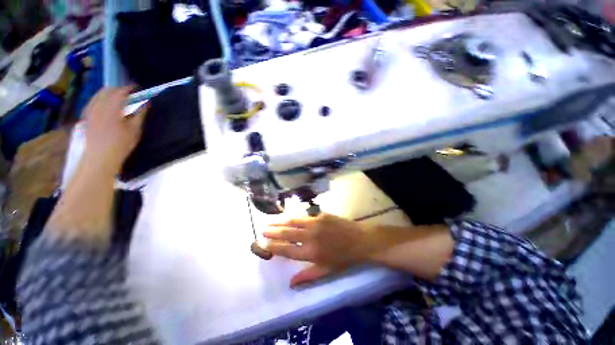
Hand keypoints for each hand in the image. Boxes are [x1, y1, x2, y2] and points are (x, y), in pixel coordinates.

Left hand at [82, 87, 147, 173]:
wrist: (100, 157)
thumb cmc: (121, 144)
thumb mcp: (135, 130)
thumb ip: (140, 114)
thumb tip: (145, 103)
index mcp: (112, 108)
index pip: (120, 92)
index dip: (129, 88)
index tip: (136, 88)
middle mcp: (99, 106)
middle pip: (107, 91)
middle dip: (118, 89)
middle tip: (128, 94)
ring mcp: (90, 111)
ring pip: (98, 95)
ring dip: (108, 94)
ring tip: (117, 98)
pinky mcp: (86, 116)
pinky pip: (92, 102)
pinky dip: (100, 100)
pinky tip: (105, 105)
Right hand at [264, 214, 371, 286]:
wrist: (360, 240)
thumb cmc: (344, 258)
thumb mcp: (327, 271)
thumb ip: (308, 276)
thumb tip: (290, 284)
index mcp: (311, 253)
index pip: (287, 250)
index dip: (274, 247)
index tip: (264, 244)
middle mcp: (310, 236)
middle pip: (287, 234)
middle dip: (273, 232)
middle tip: (263, 230)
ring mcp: (315, 223)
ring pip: (293, 221)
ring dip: (280, 221)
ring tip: (270, 221)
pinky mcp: (321, 215)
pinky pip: (304, 216)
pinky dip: (294, 217)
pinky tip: (289, 217)